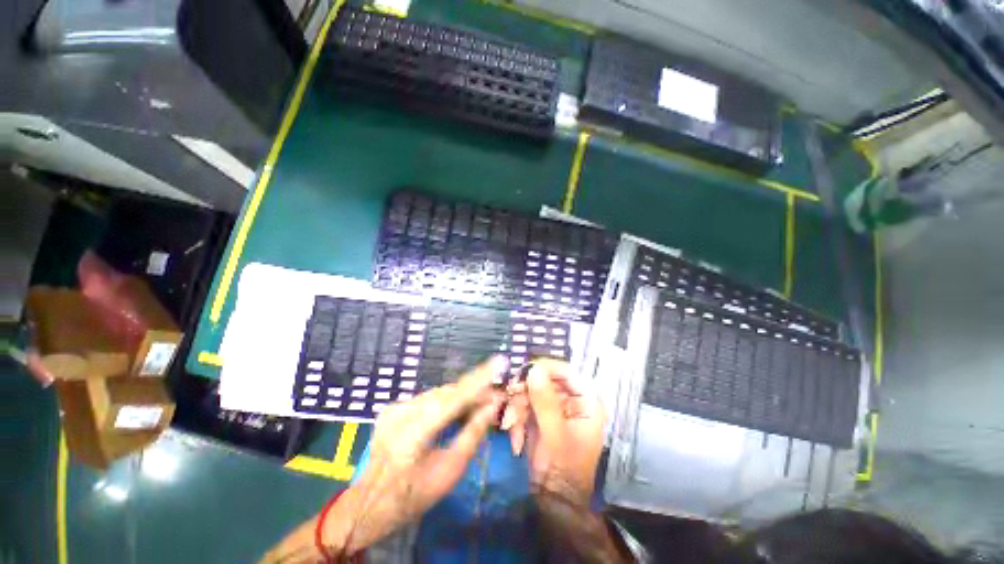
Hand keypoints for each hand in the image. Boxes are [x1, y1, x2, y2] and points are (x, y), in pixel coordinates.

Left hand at [322, 358, 505, 553]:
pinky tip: (457, 410)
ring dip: (460, 397)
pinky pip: (427, 399)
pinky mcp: (393, 408)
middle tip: (494, 397)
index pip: (453, 398)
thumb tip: (492, 406)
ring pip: (438, 394)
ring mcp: (394, 408)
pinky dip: (445, 402)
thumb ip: (472, 434)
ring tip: (479, 405)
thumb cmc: (413, 496)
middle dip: (473, 392)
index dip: (478, 379)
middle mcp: (402, 413)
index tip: (498, 362)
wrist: (368, 506)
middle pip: (446, 393)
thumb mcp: (449, 471)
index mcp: (413, 433)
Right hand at [501, 359, 605, 504]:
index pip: (567, 371)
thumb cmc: (563, 469)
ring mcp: (555, 406)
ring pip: (531, 391)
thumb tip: (534, 369)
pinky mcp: (540, 414)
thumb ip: (545, 401)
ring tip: (511, 427)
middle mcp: (572, 399)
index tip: (524, 372)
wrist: (552, 500)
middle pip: (545, 379)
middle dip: (525, 393)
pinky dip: (517, 418)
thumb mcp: (555, 435)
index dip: (545, 368)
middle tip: (511, 402)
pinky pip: (524, 404)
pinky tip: (516, 439)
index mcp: (586, 401)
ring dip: (517, 408)